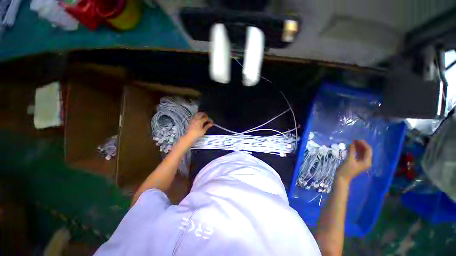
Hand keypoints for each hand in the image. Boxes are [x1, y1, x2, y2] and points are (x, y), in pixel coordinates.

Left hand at [185, 112, 212, 141]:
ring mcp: (193, 119)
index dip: (209, 119)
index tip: (211, 122)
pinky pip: (194, 116)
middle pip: (201, 113)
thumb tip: (211, 124)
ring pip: (197, 114)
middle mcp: (196, 118)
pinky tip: (198, 119)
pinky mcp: (190, 121)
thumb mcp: (203, 131)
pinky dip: (197, 116)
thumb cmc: (197, 134)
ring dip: (201, 114)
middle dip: (205, 114)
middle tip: (207, 117)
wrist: (189, 136)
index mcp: (200, 121)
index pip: (206, 118)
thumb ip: (207, 126)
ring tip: (203, 117)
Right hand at [337, 140, 371, 182]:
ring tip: (352, 142)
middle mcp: (367, 162)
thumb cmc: (346, 170)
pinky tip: (352, 147)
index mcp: (367, 162)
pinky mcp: (357, 163)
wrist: (342, 178)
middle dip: (361, 145)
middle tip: (354, 140)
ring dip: (358, 147)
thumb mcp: (349, 160)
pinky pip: (359, 155)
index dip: (363, 144)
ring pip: (362, 153)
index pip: (368, 150)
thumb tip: (353, 143)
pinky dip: (356, 150)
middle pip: (366, 151)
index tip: (356, 139)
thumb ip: (352, 151)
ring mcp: (362, 163)